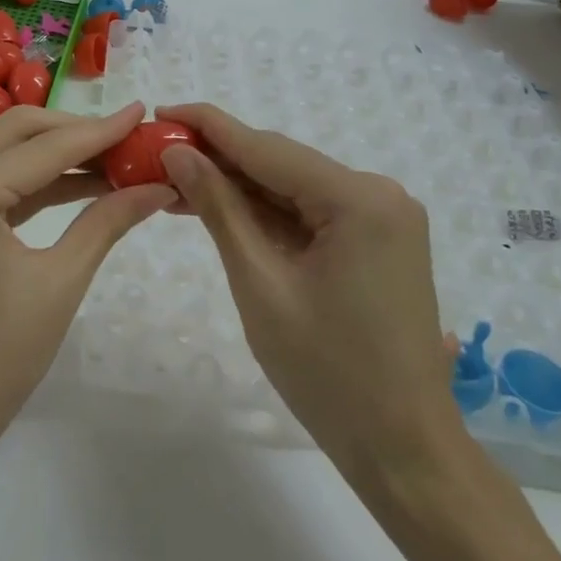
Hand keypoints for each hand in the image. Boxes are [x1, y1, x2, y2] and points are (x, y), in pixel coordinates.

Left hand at [0, 103, 175, 480]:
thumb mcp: (59, 285)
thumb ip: (107, 222)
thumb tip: (158, 187)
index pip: (45, 147)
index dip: (100, 131)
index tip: (143, 114)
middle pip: (17, 131)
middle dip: (74, 132)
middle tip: (127, 141)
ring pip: (1, 151)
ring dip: (53, 153)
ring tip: (112, 162)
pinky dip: (29, 181)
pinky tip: (74, 186)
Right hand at [156, 103, 454, 501]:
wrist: (403, 450)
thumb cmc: (327, 373)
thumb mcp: (260, 284)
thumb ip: (220, 209)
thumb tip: (178, 153)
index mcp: (359, 200)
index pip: (266, 148)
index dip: (209, 126)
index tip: (161, 111)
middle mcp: (378, 194)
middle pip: (281, 164)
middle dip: (219, 159)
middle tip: (157, 154)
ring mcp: (383, 217)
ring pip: (293, 187)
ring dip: (239, 187)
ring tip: (177, 181)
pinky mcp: (378, 239)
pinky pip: (311, 211)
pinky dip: (267, 212)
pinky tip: (224, 209)